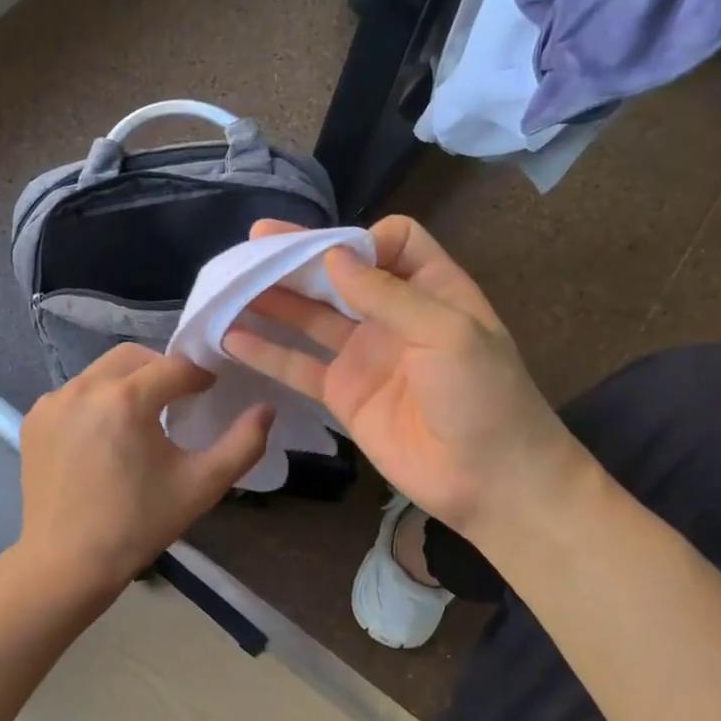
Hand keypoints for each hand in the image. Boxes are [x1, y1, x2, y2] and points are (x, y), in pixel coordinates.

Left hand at [14, 343, 273, 600]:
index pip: (174, 367)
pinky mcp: (35, 418)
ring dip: (128, 382)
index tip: (211, 391)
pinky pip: (75, 392)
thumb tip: (266, 409)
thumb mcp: (201, 486)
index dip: (199, 375)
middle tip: (180, 398)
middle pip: (134, 357)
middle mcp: (84, 388)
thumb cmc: (138, 525)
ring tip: (143, 416)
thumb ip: (243, 444)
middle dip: (162, 369)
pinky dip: (97, 400)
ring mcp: (53, 401)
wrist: (66, 563)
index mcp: (126, 400)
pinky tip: (106, 434)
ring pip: (102, 372)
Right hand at [223, 216, 587, 537]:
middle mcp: (393, 316)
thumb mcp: (449, 332)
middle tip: (254, 242)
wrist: (490, 480)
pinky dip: (266, 353)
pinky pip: (299, 366)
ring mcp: (364, 355)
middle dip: (299, 258)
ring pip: (311, 317)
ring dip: (274, 300)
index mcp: (431, 289)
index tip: (334, 255)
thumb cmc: (484, 397)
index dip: (362, 240)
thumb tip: (332, 256)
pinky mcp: (342, 394)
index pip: (392, 242)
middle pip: (339, 274)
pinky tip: (230, 338)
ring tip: (231, 284)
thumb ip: (388, 294)